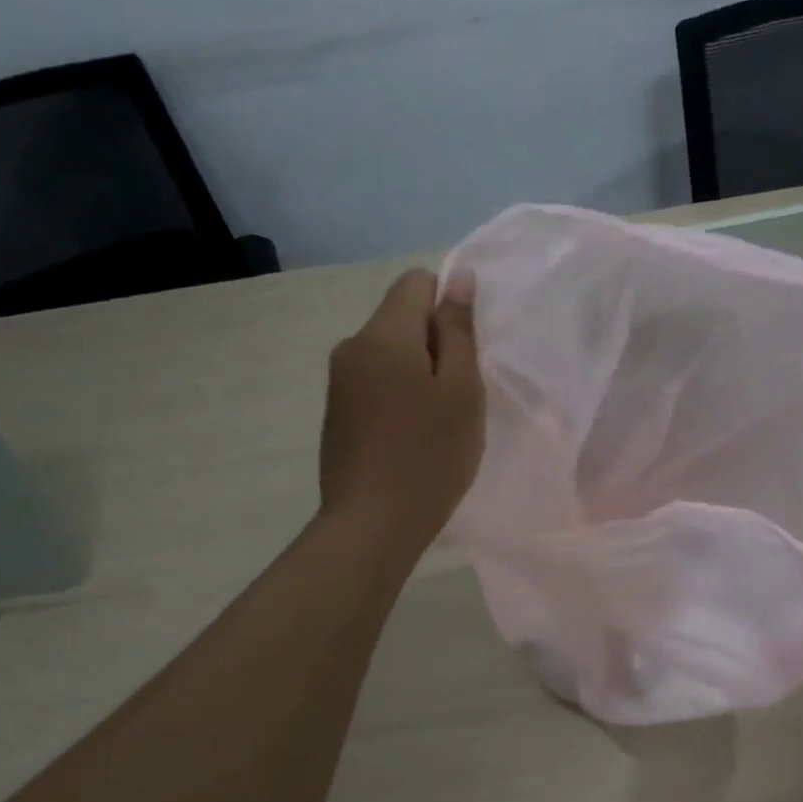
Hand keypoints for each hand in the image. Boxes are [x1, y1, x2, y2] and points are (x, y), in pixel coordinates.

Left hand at [319, 268, 484, 547]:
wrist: (372, 525)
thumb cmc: (430, 455)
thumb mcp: (461, 390)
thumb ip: (458, 329)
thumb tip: (458, 276)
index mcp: (383, 335)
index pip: (416, 282)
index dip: (449, 306)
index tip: (465, 353)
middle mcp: (352, 346)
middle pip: (401, 318)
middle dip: (435, 344)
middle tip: (459, 395)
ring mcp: (339, 381)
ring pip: (389, 352)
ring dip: (419, 372)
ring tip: (437, 421)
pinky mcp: (337, 412)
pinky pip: (375, 381)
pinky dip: (399, 395)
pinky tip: (412, 436)